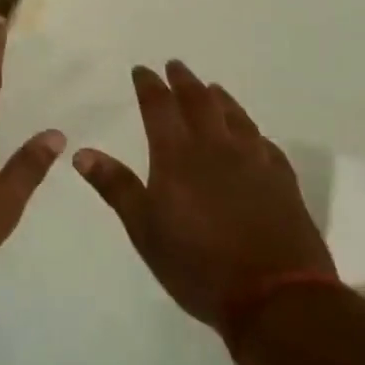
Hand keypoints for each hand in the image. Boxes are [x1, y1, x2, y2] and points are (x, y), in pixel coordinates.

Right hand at [72, 61, 332, 332]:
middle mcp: (216, 148)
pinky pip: (265, 144)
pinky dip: (252, 131)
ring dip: (220, 98)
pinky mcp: (283, 183)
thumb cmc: (198, 265)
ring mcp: (255, 163)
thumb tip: (81, 153)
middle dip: (184, 81)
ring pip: (235, 117)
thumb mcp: (145, 230)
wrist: (277, 299)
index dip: (149, 86)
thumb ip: (116, 187)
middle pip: (200, 102)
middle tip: (176, 66)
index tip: (142, 70)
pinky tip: (252, 134)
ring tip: (212, 88)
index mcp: (177, 156)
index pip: (159, 107)